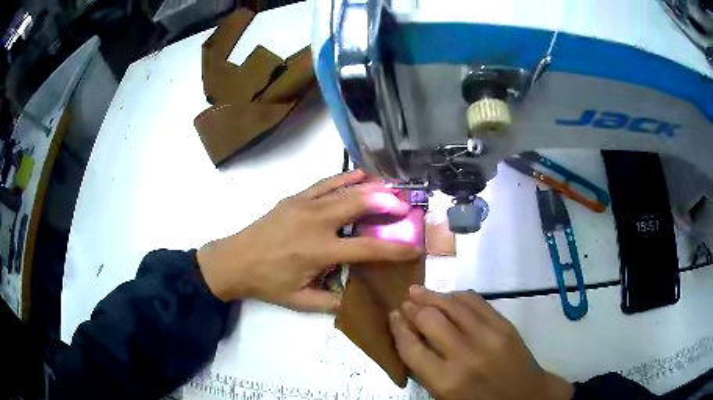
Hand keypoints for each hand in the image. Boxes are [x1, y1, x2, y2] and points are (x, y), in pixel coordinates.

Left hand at [197, 170, 420, 310]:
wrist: (234, 261)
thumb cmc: (267, 282)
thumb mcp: (300, 301)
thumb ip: (332, 302)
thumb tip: (358, 299)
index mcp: (319, 251)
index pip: (366, 248)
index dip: (394, 249)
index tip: (414, 248)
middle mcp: (316, 222)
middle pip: (359, 205)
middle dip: (387, 204)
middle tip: (406, 206)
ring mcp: (304, 205)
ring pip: (344, 190)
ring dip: (371, 187)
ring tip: (391, 188)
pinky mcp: (294, 198)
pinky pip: (324, 183)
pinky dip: (344, 178)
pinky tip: (360, 174)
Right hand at [389, 286, 573, 399]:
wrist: (526, 396)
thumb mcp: (445, 396)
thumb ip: (425, 369)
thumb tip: (408, 338)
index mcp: (446, 380)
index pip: (410, 347)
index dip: (397, 328)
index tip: (392, 316)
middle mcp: (464, 355)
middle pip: (429, 319)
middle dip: (412, 308)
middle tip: (405, 302)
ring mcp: (488, 336)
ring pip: (452, 304)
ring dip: (432, 295)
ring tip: (418, 290)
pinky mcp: (504, 325)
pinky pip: (476, 301)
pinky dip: (458, 295)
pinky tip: (448, 296)